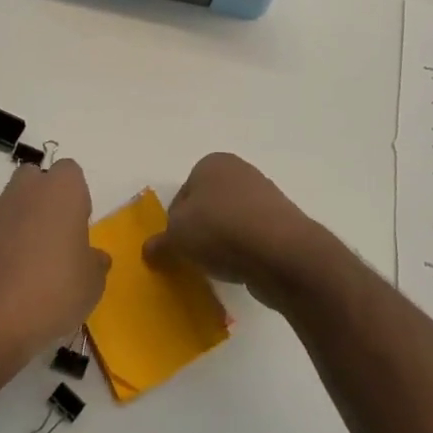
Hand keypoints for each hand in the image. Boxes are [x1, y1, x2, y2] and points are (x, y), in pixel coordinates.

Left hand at [0, 159, 109, 361]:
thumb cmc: (54, 291)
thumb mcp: (92, 283)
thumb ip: (96, 263)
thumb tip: (94, 257)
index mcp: (62, 189)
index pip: (71, 173)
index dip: (76, 197)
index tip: (78, 227)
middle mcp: (26, 189)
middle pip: (36, 180)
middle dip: (45, 201)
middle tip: (55, 239)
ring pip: (12, 203)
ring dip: (21, 221)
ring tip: (29, 263)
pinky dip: (0, 243)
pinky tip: (8, 277)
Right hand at [143, 153, 328, 307]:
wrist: (280, 251)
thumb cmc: (220, 230)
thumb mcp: (176, 237)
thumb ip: (160, 243)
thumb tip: (149, 250)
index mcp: (212, 163)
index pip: (182, 195)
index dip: (174, 223)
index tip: (177, 246)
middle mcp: (239, 171)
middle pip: (207, 207)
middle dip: (200, 232)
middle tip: (195, 258)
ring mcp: (265, 196)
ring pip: (231, 222)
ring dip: (223, 243)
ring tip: (220, 267)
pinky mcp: (282, 222)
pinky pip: (253, 238)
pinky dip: (245, 252)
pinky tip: (242, 269)